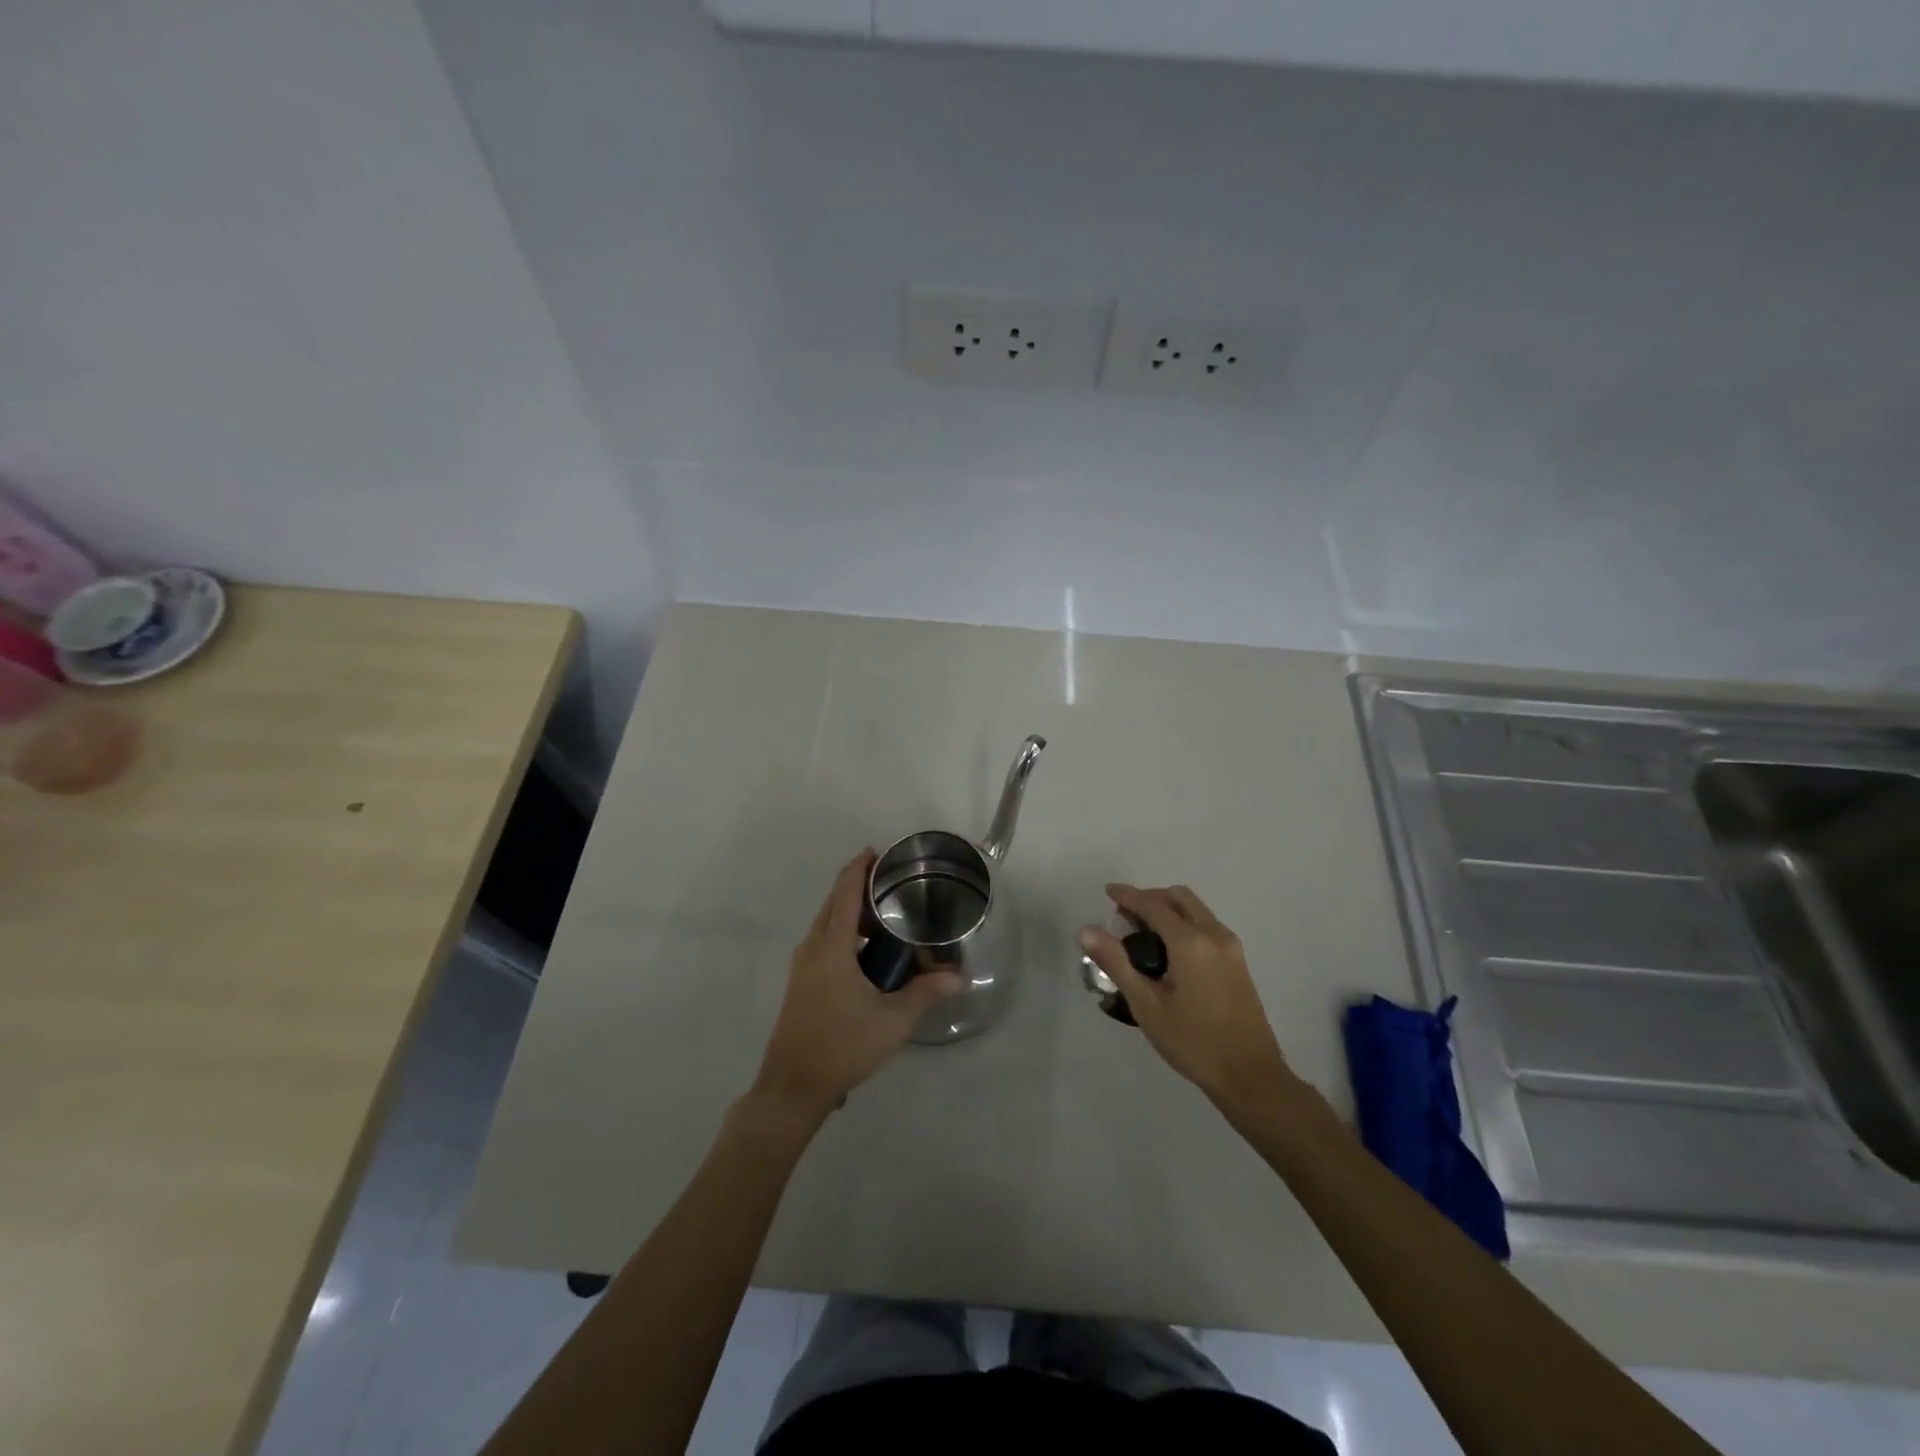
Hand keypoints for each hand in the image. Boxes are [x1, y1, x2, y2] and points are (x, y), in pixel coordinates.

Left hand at [751, 850, 963, 1123]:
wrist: (793, 1087)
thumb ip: (925, 993)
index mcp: (831, 946)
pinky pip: (824, 941)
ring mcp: (803, 965)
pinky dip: (845, 931)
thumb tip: (958, 977)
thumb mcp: (892, 1021)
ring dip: (852, 911)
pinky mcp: (802, 981)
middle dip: (860, 886)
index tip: (880, 852)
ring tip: (887, 914)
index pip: (844, 892)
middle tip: (894, 883)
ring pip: (828, 923)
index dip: (859, 867)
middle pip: (834, 902)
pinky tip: (869, 950)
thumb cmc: (842, 1046)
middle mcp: (813, 947)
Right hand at [1079, 883, 1294, 1108]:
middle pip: (1178, 898)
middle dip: (1150, 897)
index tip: (1107, 891)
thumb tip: (1086, 930)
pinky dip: (1183, 922)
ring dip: (1168, 908)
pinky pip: (1206, 925)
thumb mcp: (1146, 1005)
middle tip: (1124, 916)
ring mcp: (1231, 947)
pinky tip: (1169, 950)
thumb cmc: (1193, 1042)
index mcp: (1190, 942)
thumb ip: (1116, 963)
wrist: (1250, 1076)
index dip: (1127, 895)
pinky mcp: (1238, 961)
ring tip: (1142, 932)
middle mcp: (1214, 935)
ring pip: (1195, 909)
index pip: (1153, 904)